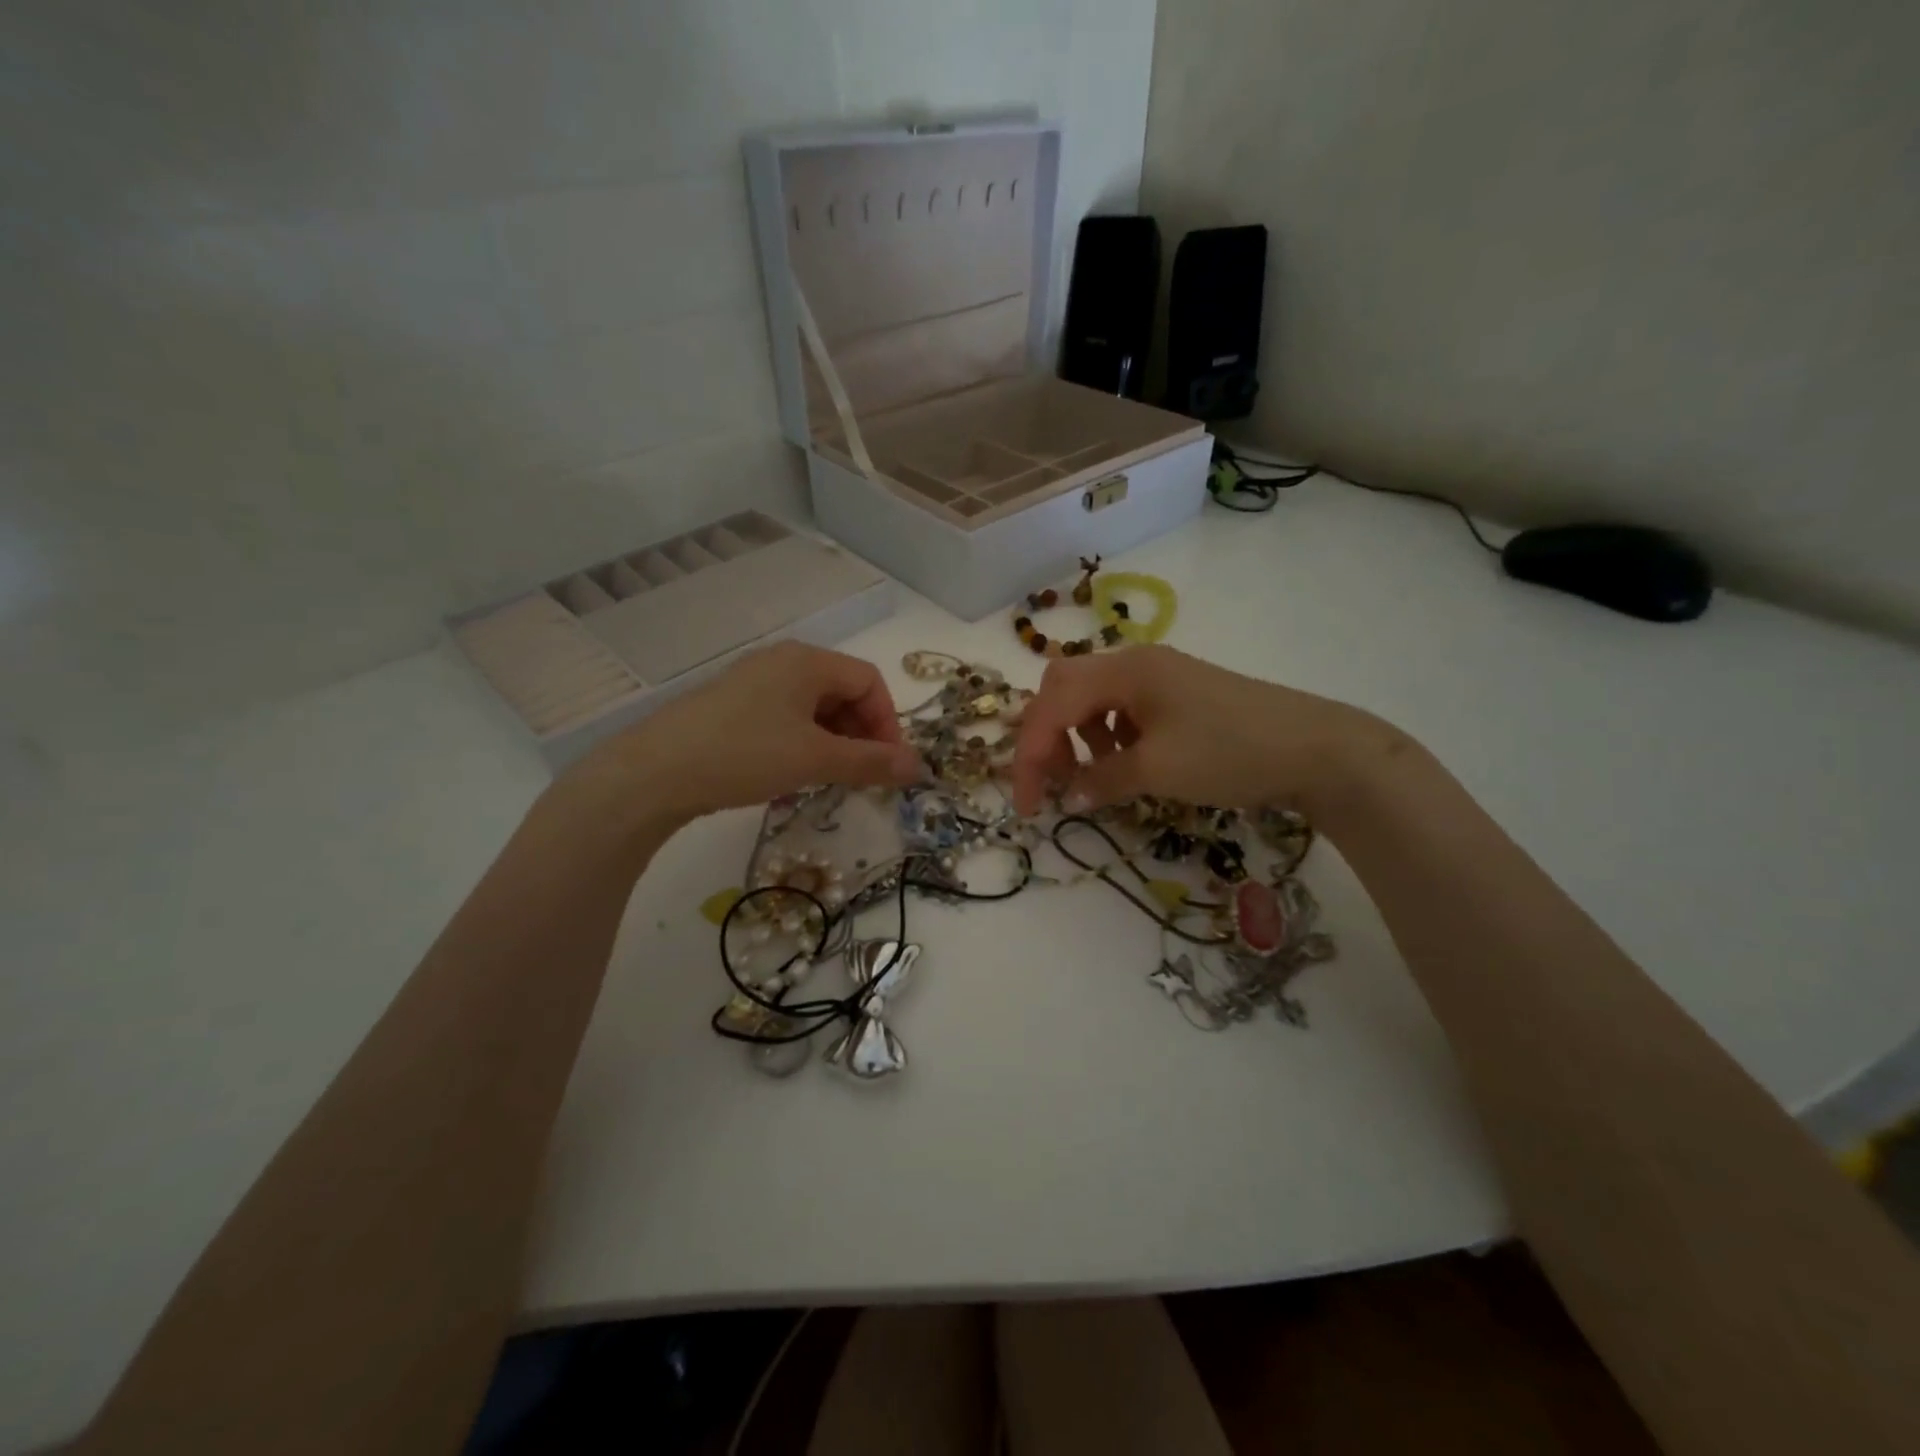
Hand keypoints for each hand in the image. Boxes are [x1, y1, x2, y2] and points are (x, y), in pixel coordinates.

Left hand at [562, 642, 922, 827]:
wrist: (653, 772)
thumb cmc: (745, 754)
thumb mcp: (815, 760)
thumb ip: (871, 762)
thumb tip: (919, 767)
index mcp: (807, 661)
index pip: (869, 680)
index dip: (887, 722)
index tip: (886, 765)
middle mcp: (782, 662)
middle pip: (841, 691)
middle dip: (860, 734)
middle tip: (859, 776)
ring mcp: (753, 682)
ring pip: (813, 708)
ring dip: (832, 742)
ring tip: (826, 779)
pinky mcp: (731, 706)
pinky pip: (785, 717)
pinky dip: (802, 743)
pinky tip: (791, 773)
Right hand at [1009, 645, 1393, 819]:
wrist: (1316, 748)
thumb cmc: (1229, 752)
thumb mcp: (1157, 770)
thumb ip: (1101, 780)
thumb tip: (1068, 796)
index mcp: (1124, 670)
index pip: (1052, 705)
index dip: (1030, 754)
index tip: (1027, 804)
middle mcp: (1135, 663)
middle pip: (1065, 689)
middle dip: (1047, 736)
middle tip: (1051, 781)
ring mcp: (1160, 676)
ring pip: (1093, 699)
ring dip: (1078, 737)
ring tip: (1095, 776)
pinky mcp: (1179, 695)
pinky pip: (1124, 709)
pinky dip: (1110, 737)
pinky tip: (1129, 762)